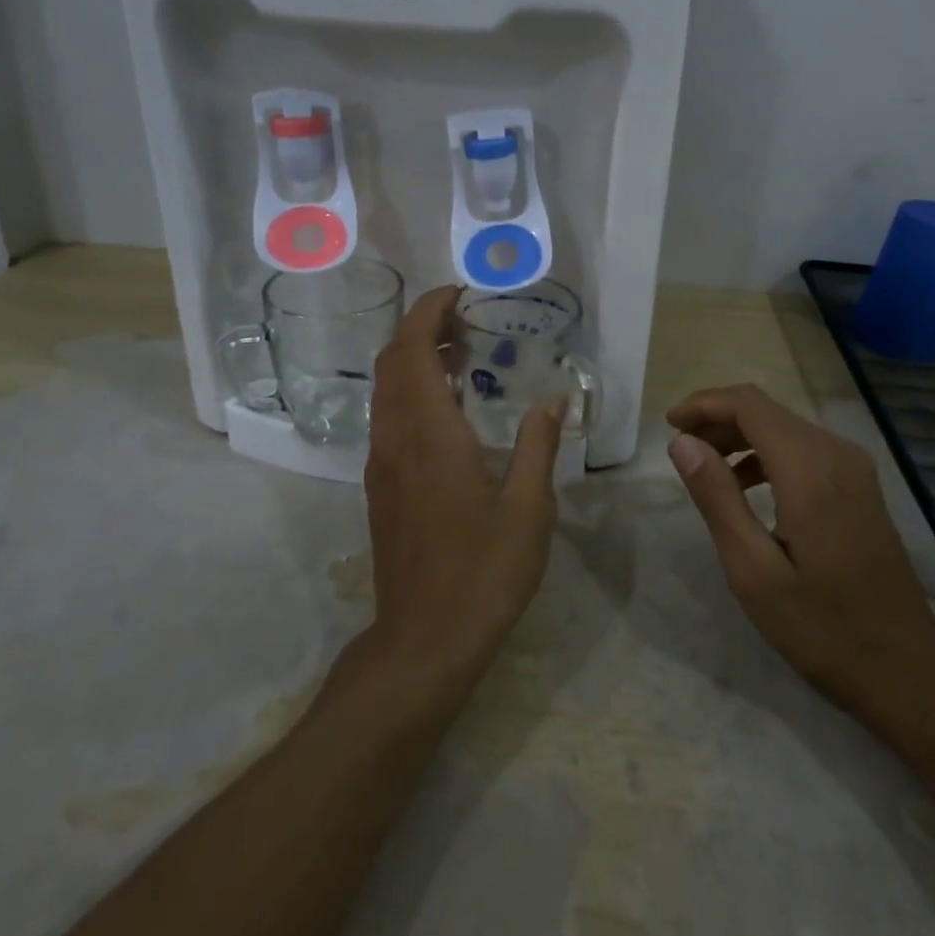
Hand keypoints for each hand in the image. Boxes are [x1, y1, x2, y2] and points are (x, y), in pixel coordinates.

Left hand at [362, 286, 566, 701]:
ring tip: (464, 355)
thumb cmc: (482, 572)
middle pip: (393, 360)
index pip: (413, 349)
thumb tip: (555, 400)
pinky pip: (389, 417)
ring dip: (415, 359)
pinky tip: (449, 408)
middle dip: (422, 328)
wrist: (422, 641)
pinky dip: (412, 391)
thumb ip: (538, 445)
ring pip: (386, 389)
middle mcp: (395, 438)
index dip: (429, 311)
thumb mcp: (528, 508)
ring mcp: (381, 463)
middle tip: (468, 320)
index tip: (459, 294)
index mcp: (429, 433)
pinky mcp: (379, 486)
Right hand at [667, 384, 934, 722]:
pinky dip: (766, 453)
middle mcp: (836, 453)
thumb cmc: (823, 628)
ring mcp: (853, 468)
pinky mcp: (859, 485)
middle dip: (717, 419)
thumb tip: (683, 442)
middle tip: (680, 447)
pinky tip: (745, 486)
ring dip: (739, 436)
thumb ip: (717, 498)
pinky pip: (803, 448)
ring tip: (704, 467)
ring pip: (783, 426)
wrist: (908, 670)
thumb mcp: (754, 571)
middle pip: (766, 410)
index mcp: (810, 469)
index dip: (704, 404)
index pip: (748, 405)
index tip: (668, 425)